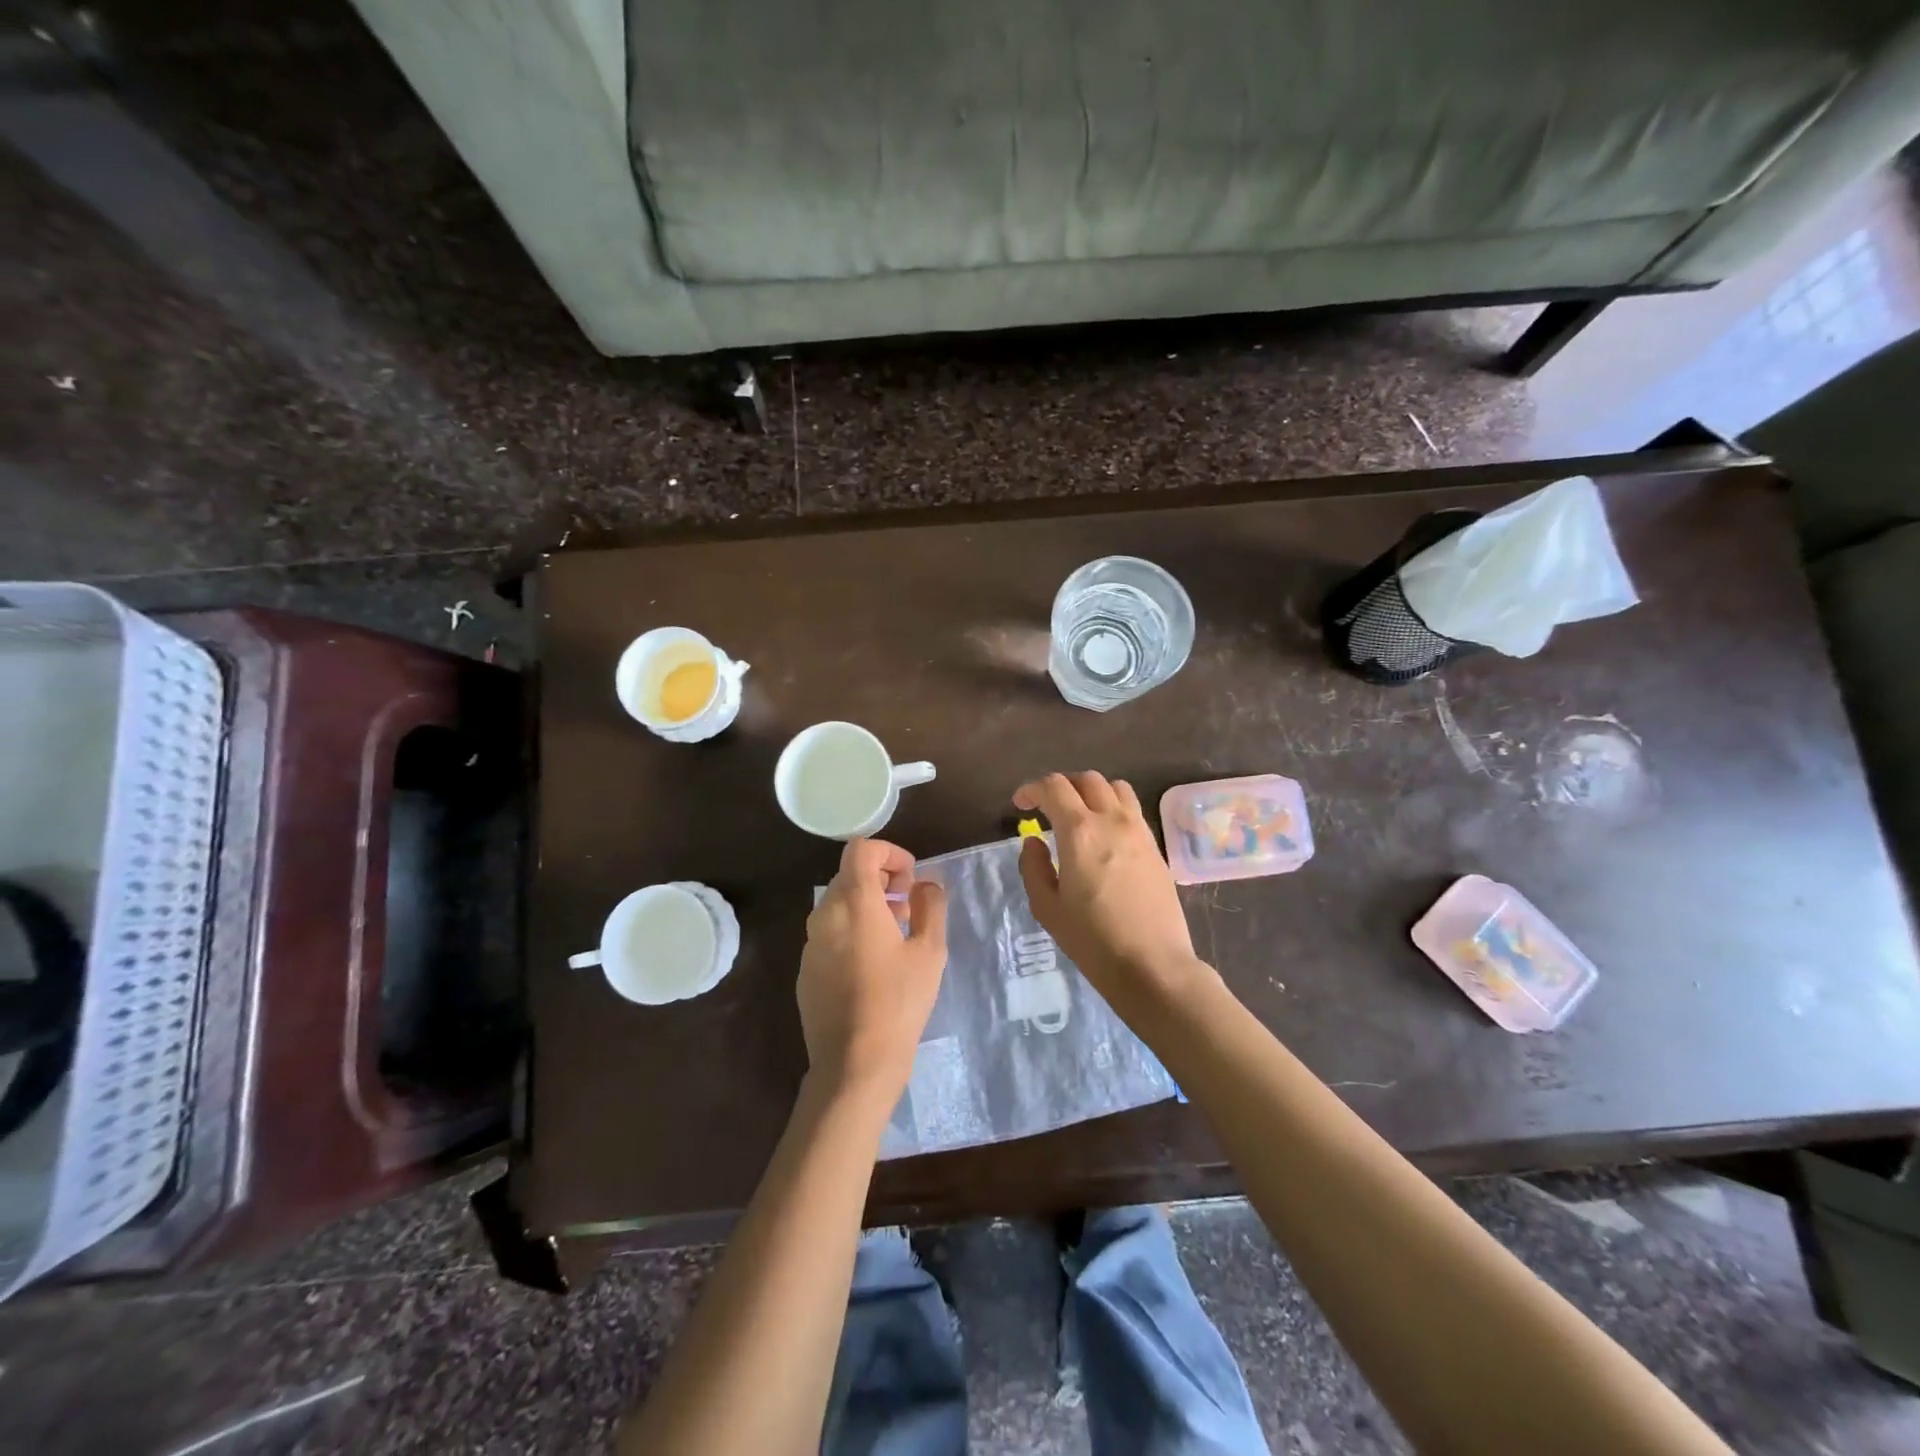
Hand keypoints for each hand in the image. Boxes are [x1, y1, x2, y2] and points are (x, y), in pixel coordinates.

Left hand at [797, 838, 946, 1108]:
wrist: (854, 1063)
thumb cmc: (899, 1002)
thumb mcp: (930, 951)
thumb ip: (930, 906)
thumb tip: (926, 884)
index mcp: (854, 902)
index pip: (861, 849)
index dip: (890, 853)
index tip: (911, 877)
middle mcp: (825, 914)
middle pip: (849, 875)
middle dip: (882, 880)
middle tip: (909, 906)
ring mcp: (811, 943)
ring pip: (838, 904)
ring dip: (868, 905)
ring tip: (897, 934)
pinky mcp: (806, 969)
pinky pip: (830, 933)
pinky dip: (852, 930)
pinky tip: (874, 963)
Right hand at [1015, 772, 1209, 1004]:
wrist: (1153, 965)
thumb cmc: (1092, 940)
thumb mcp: (1047, 908)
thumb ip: (1033, 867)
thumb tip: (1035, 841)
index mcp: (1080, 831)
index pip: (1053, 787)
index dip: (1032, 789)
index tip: (1020, 804)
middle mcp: (1112, 820)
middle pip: (1086, 779)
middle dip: (1062, 786)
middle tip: (1047, 808)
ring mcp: (1139, 831)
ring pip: (1115, 788)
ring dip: (1091, 792)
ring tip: (1079, 815)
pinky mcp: (1155, 846)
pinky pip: (1132, 810)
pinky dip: (1113, 808)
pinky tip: (1104, 836)